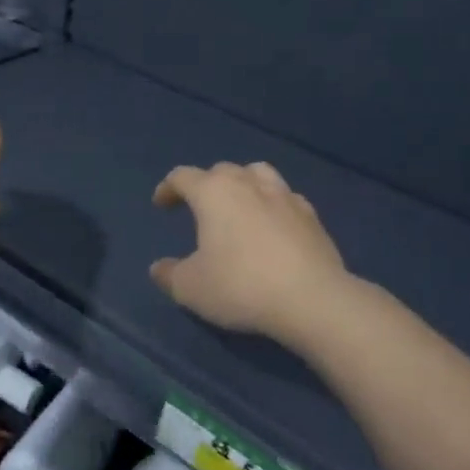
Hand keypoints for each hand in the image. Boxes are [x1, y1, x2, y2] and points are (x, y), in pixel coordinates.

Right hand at [150, 162, 350, 343]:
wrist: (311, 299)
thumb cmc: (241, 286)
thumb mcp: (191, 288)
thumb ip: (170, 275)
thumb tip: (158, 268)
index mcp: (213, 193)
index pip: (183, 176)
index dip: (168, 188)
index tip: (161, 204)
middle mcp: (247, 183)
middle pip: (221, 170)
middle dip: (205, 184)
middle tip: (199, 208)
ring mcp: (283, 195)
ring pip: (257, 172)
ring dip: (243, 183)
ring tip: (239, 203)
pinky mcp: (311, 214)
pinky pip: (285, 197)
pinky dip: (273, 204)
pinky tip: (273, 224)